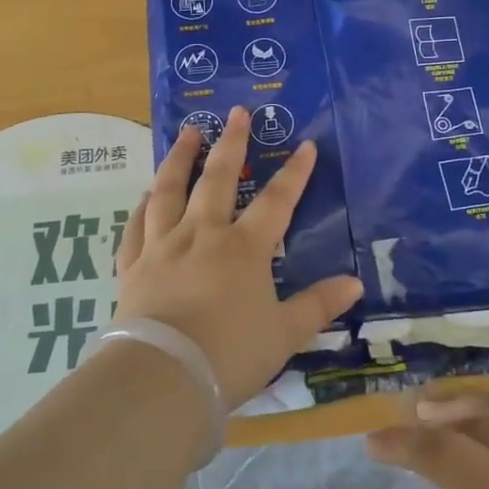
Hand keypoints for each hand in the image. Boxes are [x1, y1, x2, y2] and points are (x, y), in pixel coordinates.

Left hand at [115, 106, 362, 407]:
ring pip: (170, 191)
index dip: (295, 173)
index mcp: (244, 248)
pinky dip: (142, 207)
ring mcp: (163, 247)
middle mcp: (203, 235)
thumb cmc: (230, 354)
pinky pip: (137, 227)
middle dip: (231, 143)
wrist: (162, 375)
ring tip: (187, 133)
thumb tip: (354, 284)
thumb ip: (317, 305)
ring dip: (180, 159)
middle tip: (236, 112)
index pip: (277, 201)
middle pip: (218, 179)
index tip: (306, 146)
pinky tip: (145, 196)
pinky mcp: (133, 266)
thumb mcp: (285, 334)